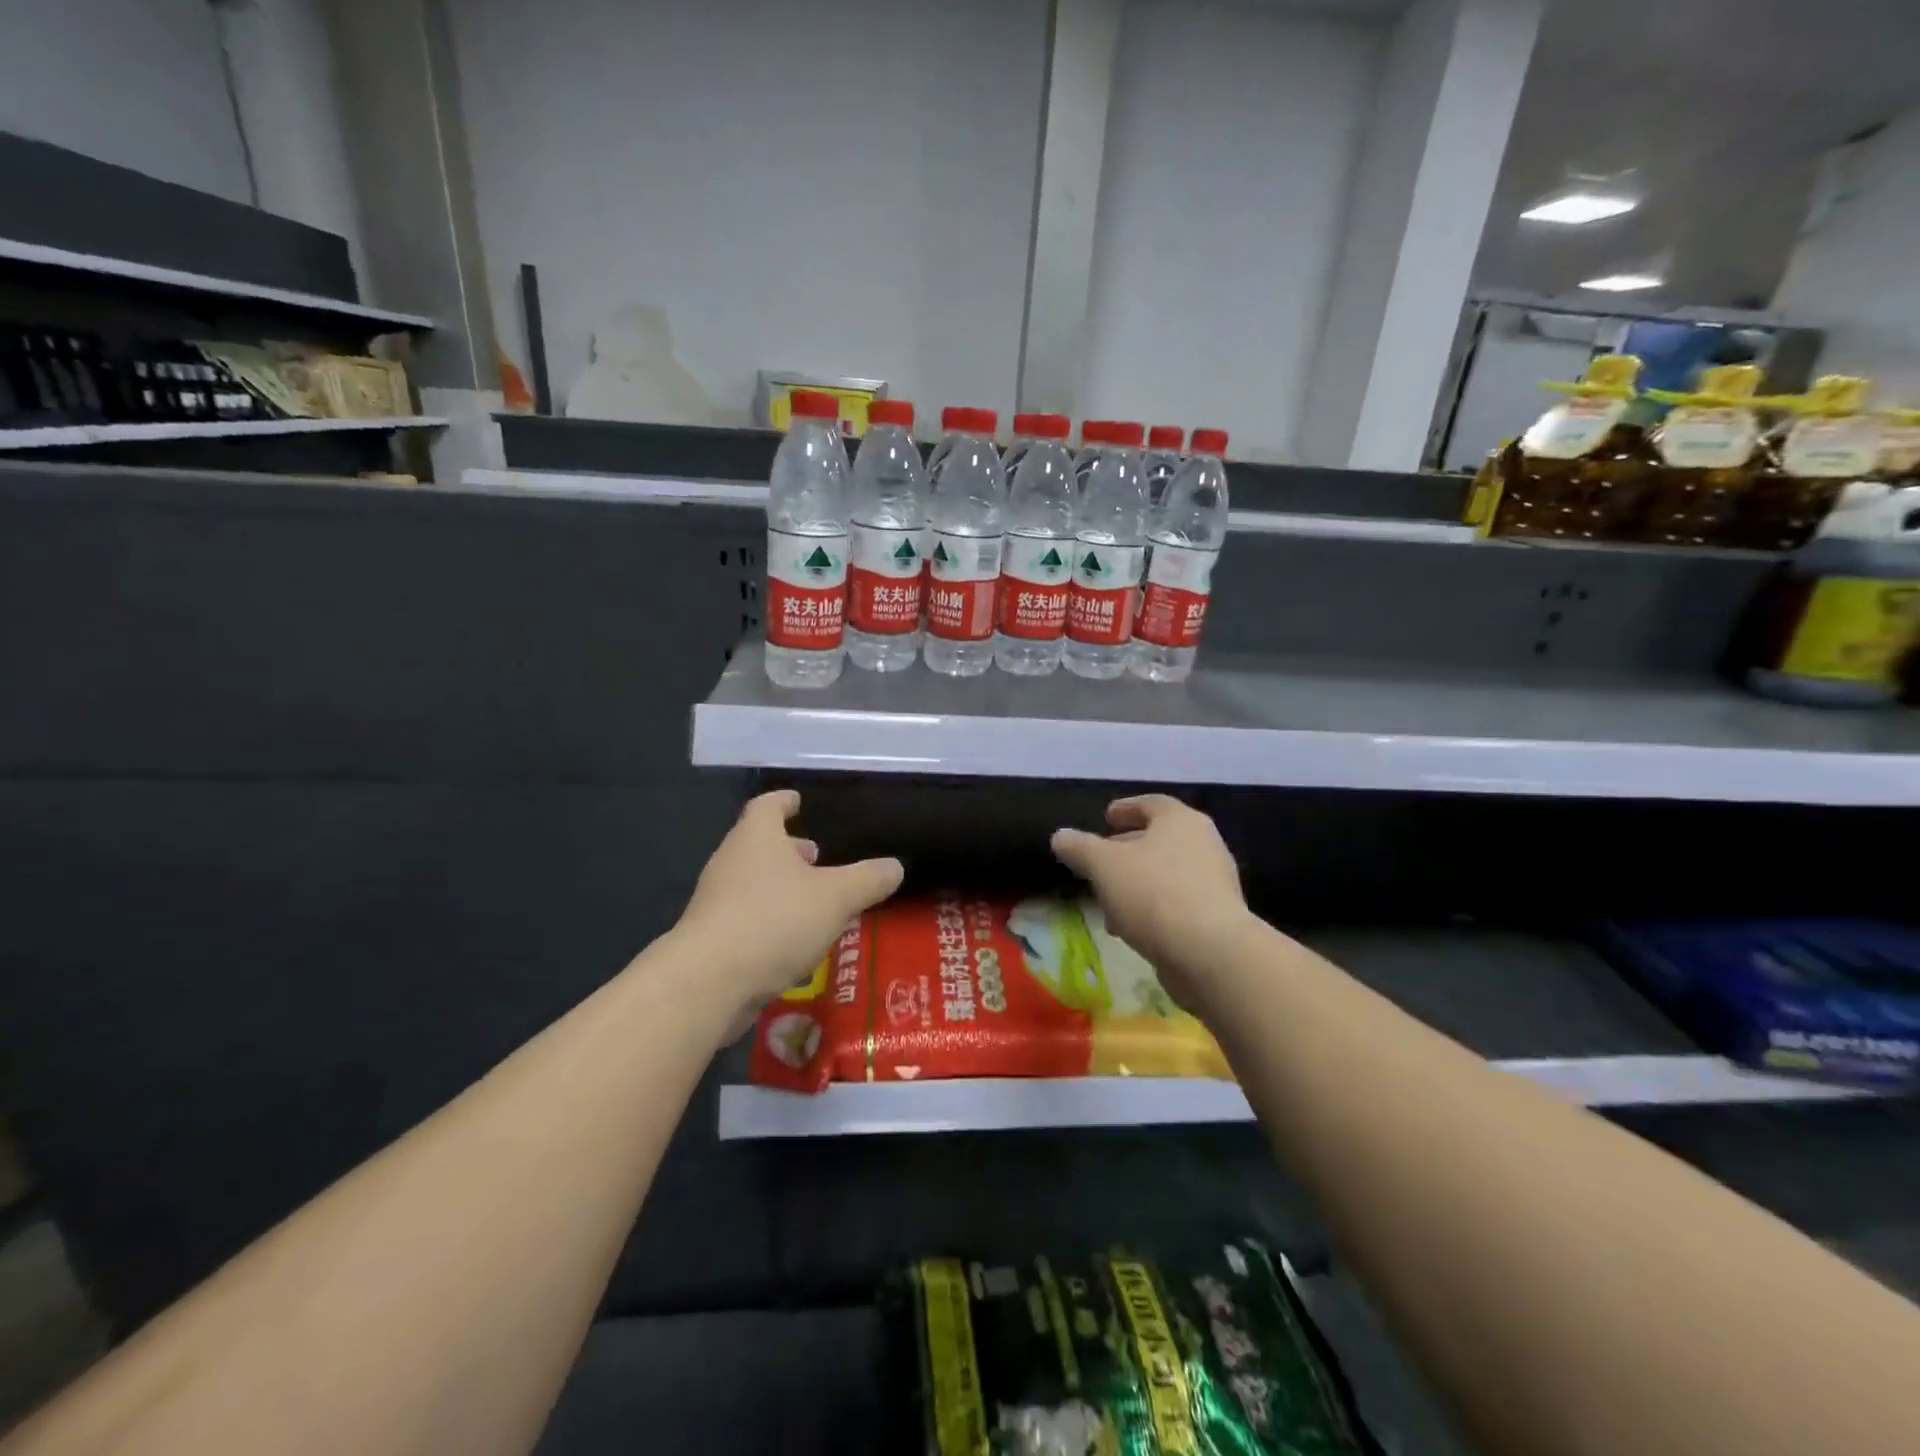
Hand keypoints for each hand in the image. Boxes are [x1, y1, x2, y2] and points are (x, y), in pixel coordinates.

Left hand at [674, 790, 902, 1020]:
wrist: (708, 982)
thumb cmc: (775, 921)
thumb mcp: (836, 898)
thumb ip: (868, 880)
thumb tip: (894, 867)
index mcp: (757, 838)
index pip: (768, 806)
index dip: (784, 801)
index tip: (797, 801)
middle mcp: (731, 861)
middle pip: (759, 843)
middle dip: (788, 848)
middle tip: (816, 856)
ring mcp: (715, 901)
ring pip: (752, 881)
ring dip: (780, 885)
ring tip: (812, 900)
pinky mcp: (711, 938)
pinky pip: (745, 916)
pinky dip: (769, 918)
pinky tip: (791, 940)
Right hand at [1051, 796, 1251, 991]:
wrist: (1210, 953)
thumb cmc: (1153, 893)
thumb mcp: (1103, 865)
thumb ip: (1078, 847)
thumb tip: (1060, 836)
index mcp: (1180, 821)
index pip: (1151, 804)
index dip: (1126, 808)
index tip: (1107, 817)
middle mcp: (1204, 844)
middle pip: (1159, 839)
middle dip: (1127, 850)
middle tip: (1100, 861)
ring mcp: (1214, 882)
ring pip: (1166, 874)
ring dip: (1136, 883)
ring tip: (1108, 902)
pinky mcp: (1217, 918)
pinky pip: (1177, 903)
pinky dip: (1152, 907)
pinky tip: (1130, 928)